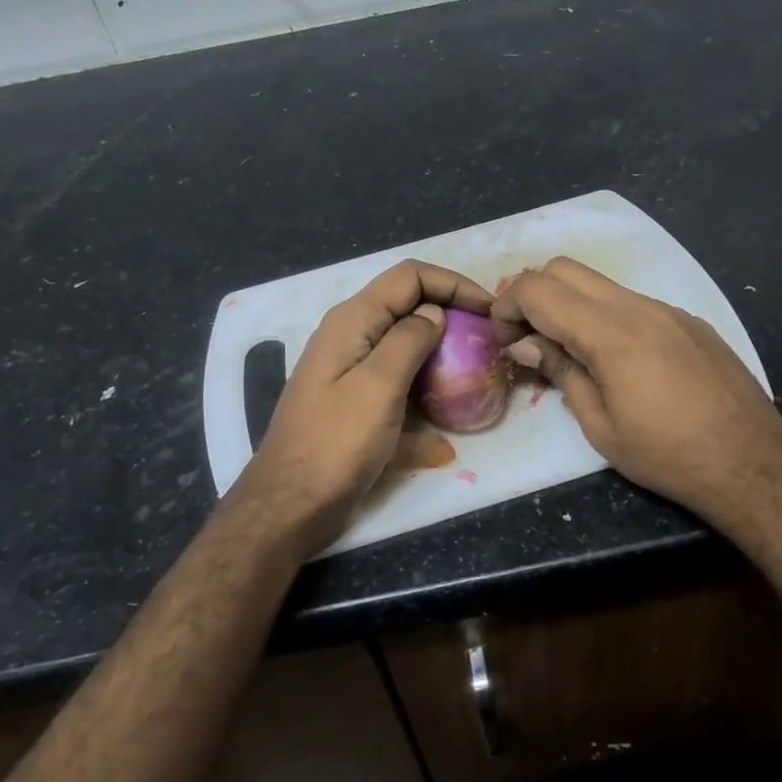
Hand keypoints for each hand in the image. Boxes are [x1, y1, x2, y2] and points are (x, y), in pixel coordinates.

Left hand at [230, 260, 494, 552]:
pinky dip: (423, 397)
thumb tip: (434, 312)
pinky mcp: (358, 404)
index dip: (453, 283)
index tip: (490, 310)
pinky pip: (399, 387)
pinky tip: (445, 434)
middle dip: (451, 317)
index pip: (410, 276)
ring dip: (442, 357)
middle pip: (409, 308)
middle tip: (489, 342)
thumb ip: (409, 339)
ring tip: (478, 377)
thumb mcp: (378, 385)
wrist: (292, 505)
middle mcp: (351, 337)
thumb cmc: (336, 443)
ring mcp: (352, 372)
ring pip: (406, 348)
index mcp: (353, 320)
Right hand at [494, 258, 781, 529]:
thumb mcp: (599, 425)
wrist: (753, 464)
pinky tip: (617, 360)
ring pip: (600, 283)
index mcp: (610, 332)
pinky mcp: (689, 321)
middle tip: (529, 338)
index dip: (508, 307)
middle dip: (534, 294)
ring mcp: (667, 309)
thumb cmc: (667, 454)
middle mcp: (637, 306)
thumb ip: (561, 371)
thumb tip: (526, 342)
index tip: (505, 341)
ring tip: (569, 349)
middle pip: (564, 268)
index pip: (538, 289)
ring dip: (570, 304)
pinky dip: (605, 315)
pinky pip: (632, 301)